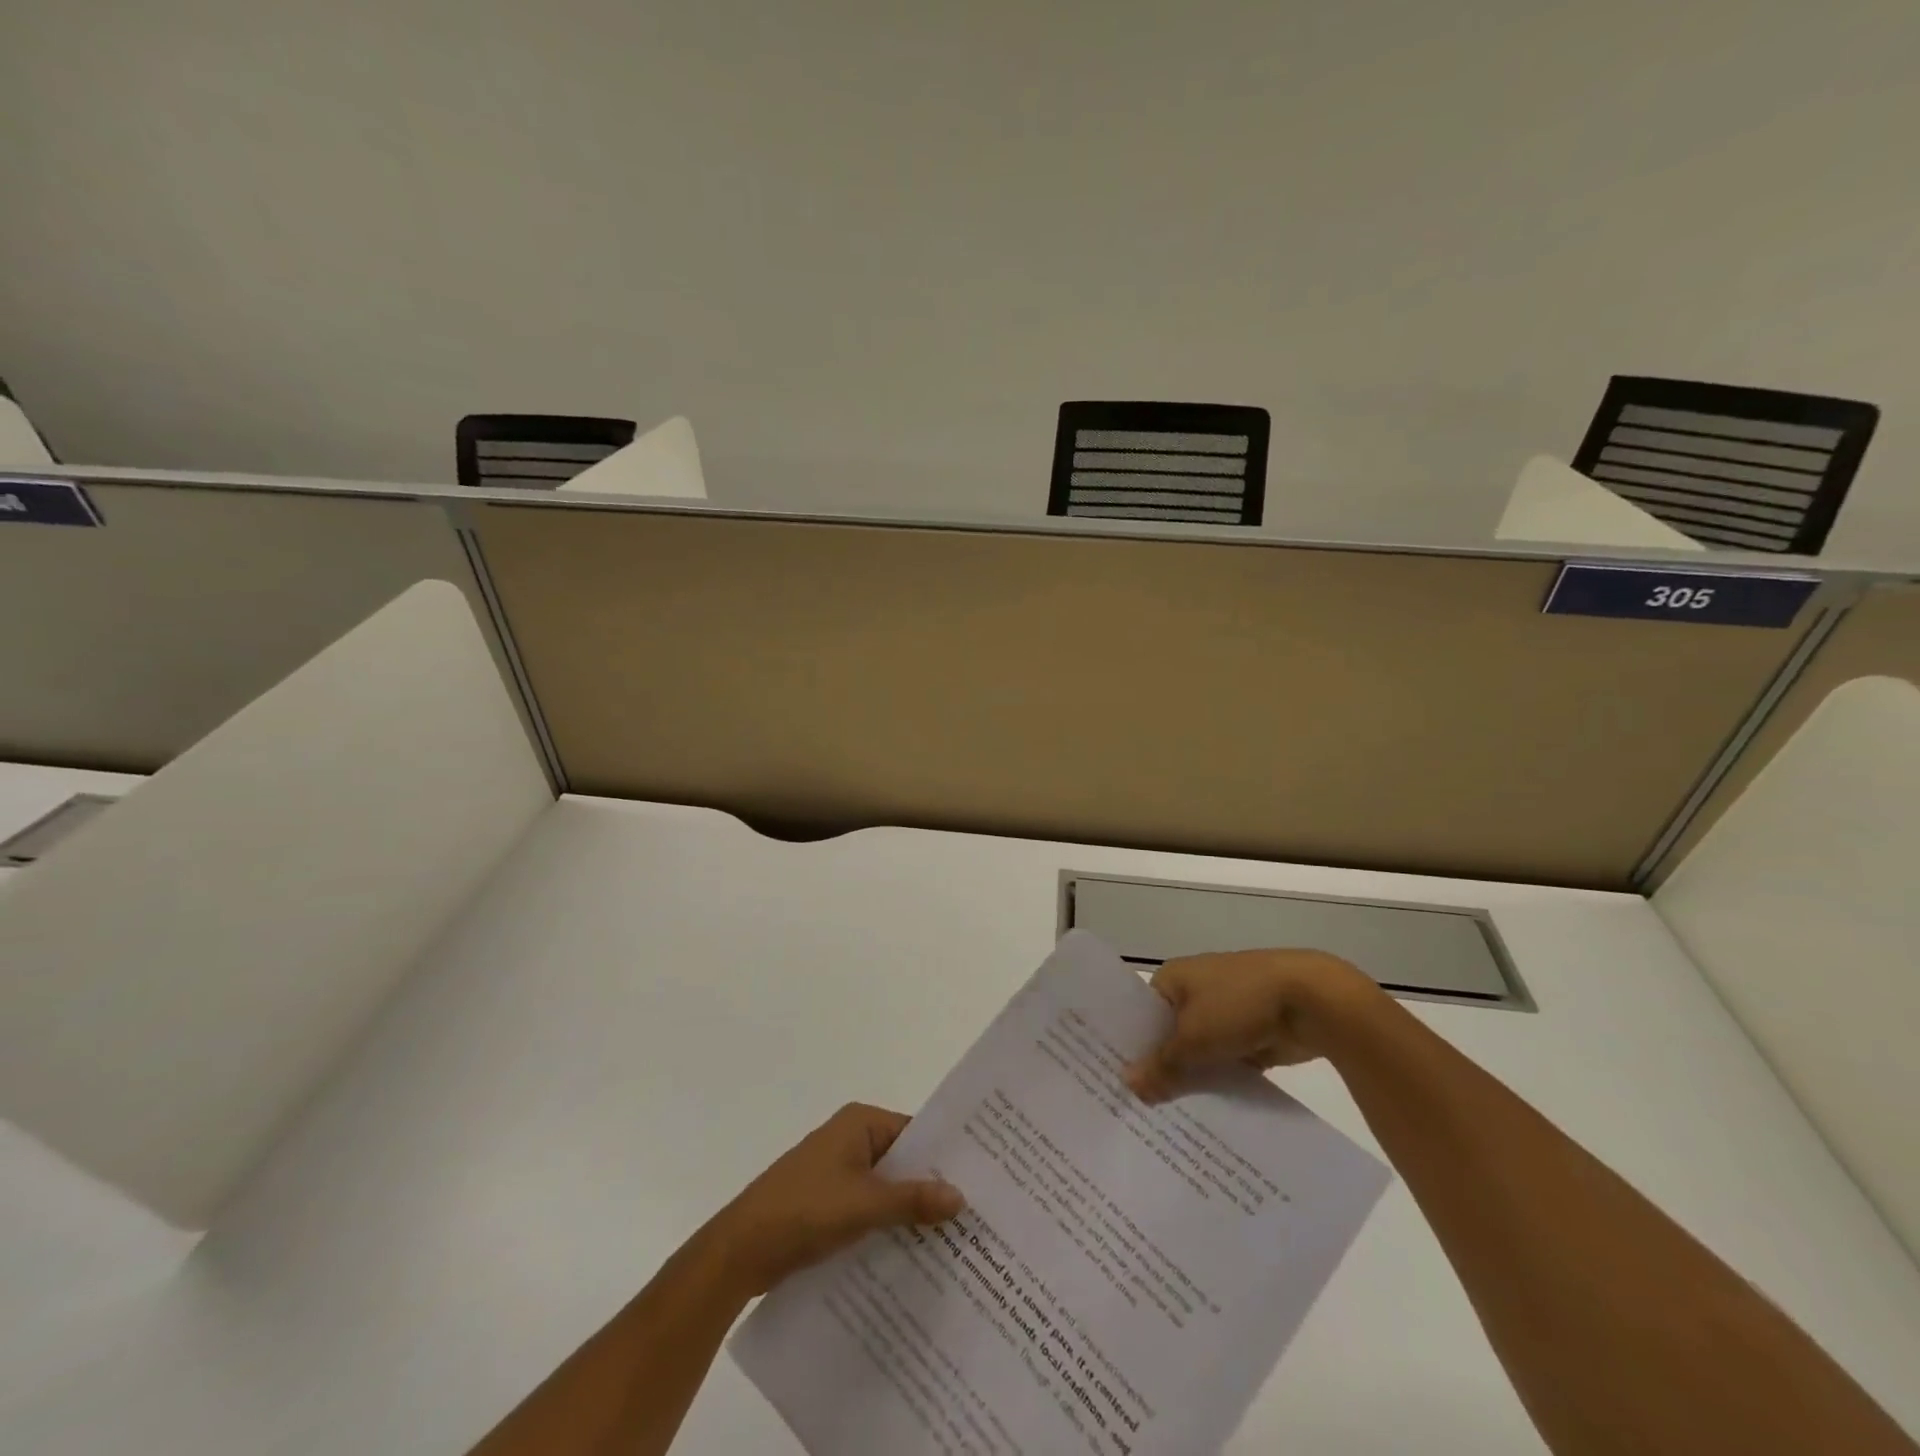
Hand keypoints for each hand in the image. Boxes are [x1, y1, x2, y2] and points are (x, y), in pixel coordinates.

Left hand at [705, 1103, 964, 1294]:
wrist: (740, 1250)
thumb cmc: (804, 1210)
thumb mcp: (864, 1204)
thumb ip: (913, 1199)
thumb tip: (961, 1196)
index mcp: (860, 1123)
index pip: (916, 1132)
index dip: (945, 1156)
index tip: (981, 1181)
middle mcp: (851, 1138)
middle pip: (903, 1160)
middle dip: (932, 1187)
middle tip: (976, 1216)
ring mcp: (838, 1171)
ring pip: (887, 1188)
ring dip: (911, 1211)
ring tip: (955, 1240)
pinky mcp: (828, 1202)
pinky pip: (870, 1208)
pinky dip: (889, 1225)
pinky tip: (915, 1255)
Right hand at [1124, 949, 1389, 1102]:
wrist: (1310, 1000)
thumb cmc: (1238, 1005)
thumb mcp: (1193, 1039)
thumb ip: (1162, 1066)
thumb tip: (1128, 1086)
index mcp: (1173, 978)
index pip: (1140, 1014)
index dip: (1129, 1046)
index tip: (1116, 1081)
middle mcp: (1194, 990)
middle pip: (1168, 1034)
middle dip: (1160, 1067)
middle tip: (1138, 1107)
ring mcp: (1225, 1011)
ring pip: (1198, 1051)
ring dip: (1191, 1077)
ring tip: (1167, 1118)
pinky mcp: (1251, 1033)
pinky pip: (1225, 1061)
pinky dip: (1219, 1081)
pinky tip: (1206, 1114)